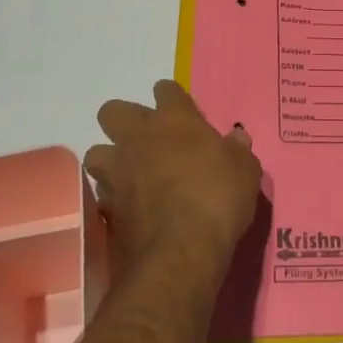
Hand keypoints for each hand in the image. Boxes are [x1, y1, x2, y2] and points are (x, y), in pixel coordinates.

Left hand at [85, 80, 262, 281]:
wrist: (181, 252)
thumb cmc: (218, 199)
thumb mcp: (245, 171)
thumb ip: (237, 151)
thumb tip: (236, 138)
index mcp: (174, 120)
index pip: (165, 90)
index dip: (172, 98)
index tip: (183, 112)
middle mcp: (138, 138)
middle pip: (114, 111)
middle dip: (126, 121)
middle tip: (148, 140)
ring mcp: (117, 172)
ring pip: (96, 153)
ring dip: (111, 160)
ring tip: (130, 175)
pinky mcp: (106, 207)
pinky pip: (101, 193)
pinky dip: (112, 198)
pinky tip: (129, 208)